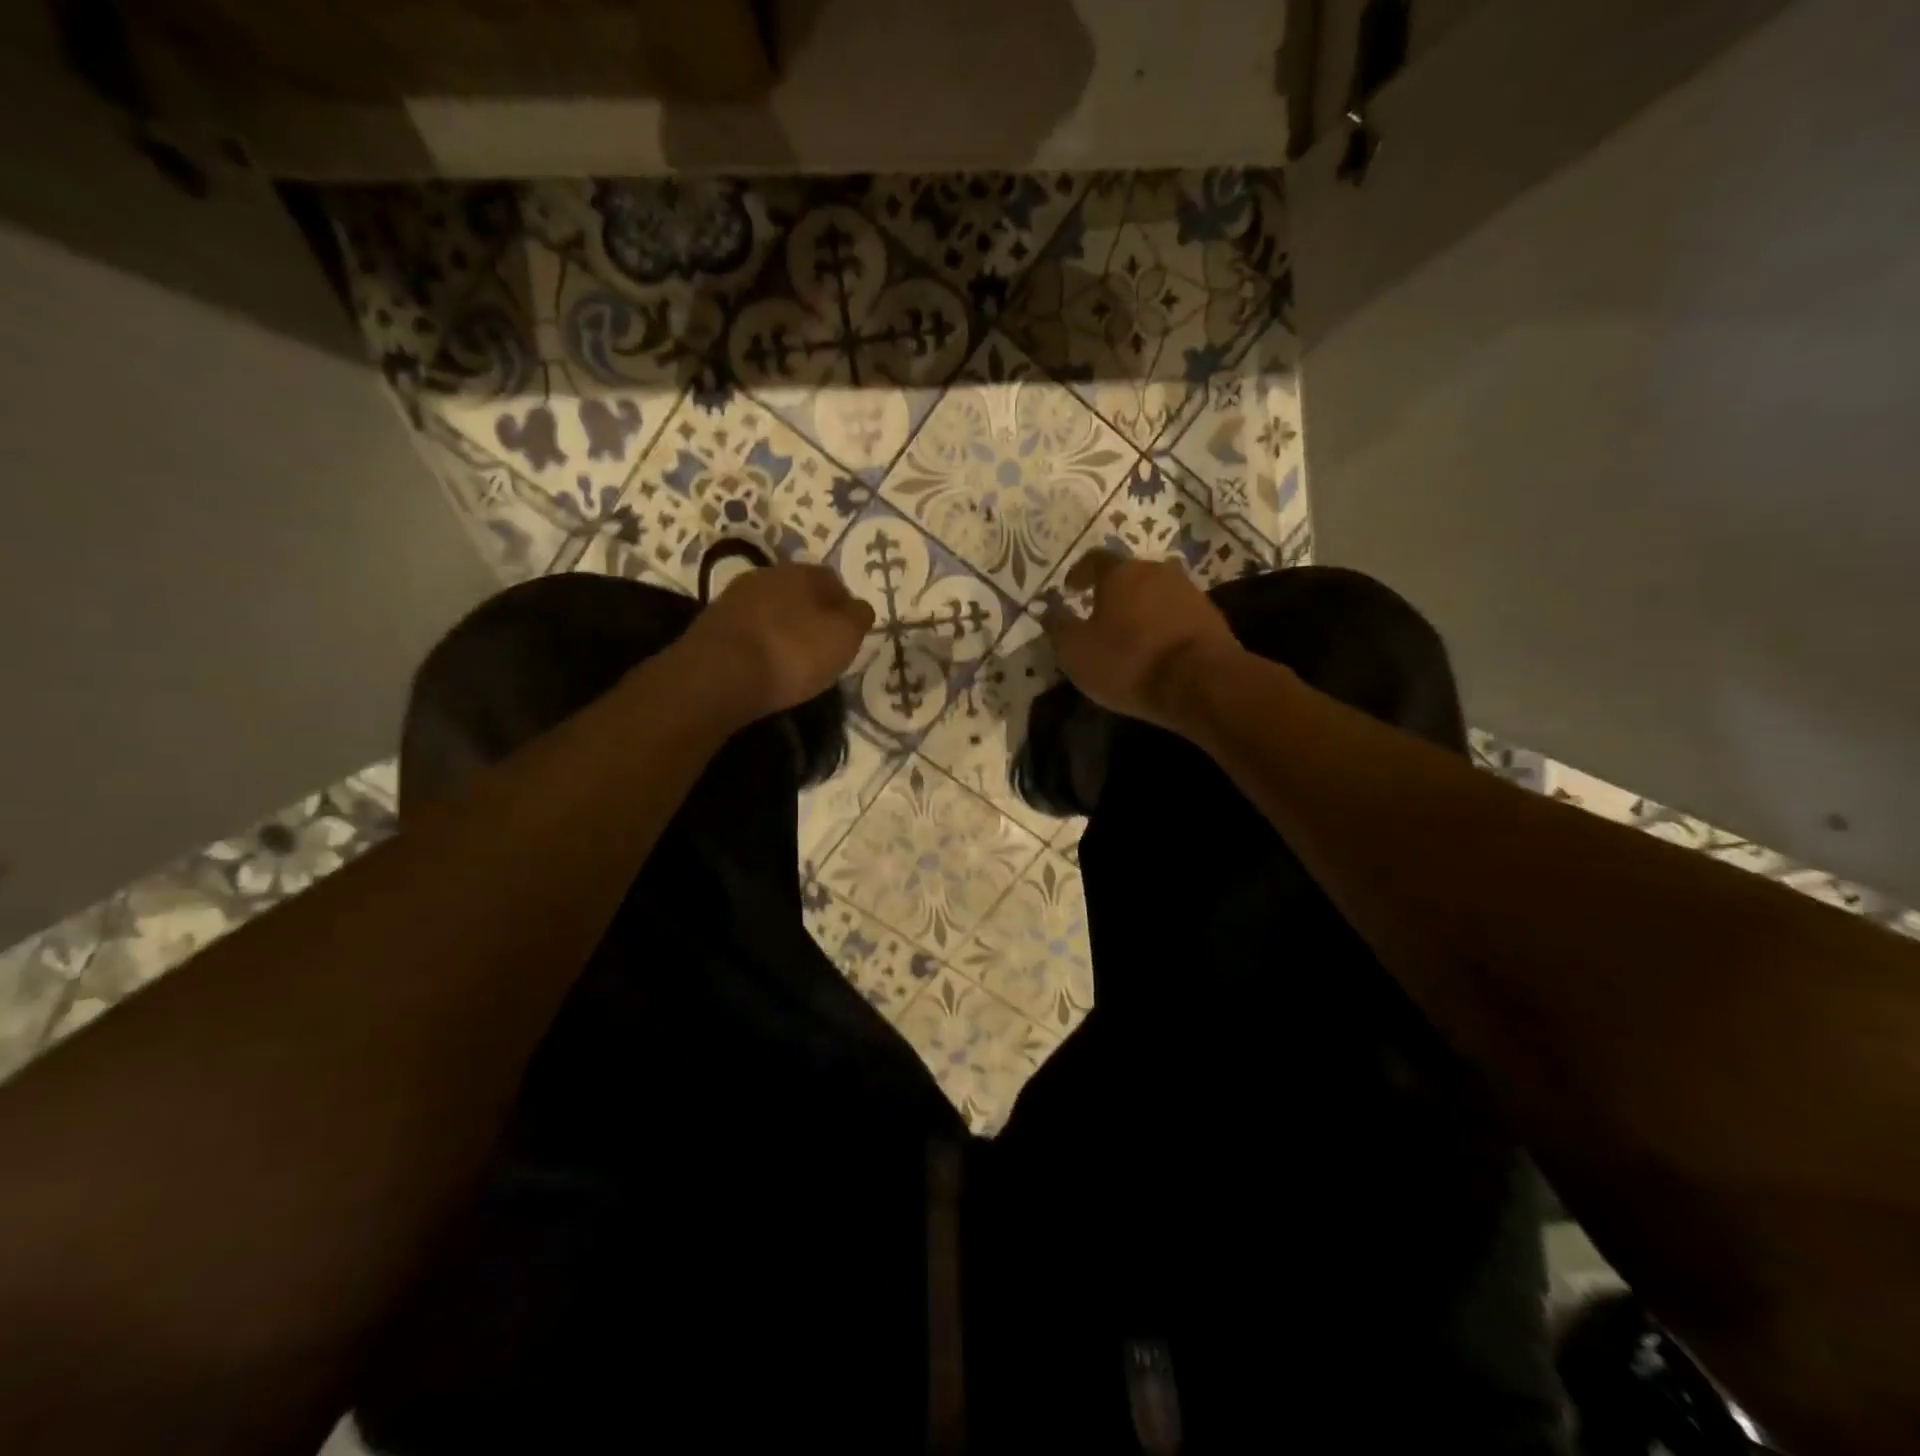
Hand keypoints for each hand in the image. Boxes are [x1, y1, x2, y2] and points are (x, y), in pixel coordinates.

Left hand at [672, 563, 874, 725]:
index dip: (844, 607)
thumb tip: (860, 608)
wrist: (719, 675)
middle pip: (799, 592)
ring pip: (772, 609)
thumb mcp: (843, 637)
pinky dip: (761, 642)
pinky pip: (749, 629)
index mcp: (802, 572)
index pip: (833, 581)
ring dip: (784, 628)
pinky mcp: (712, 624)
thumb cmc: (792, 653)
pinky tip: (764, 664)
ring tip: (793, 659)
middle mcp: (767, 575)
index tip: (848, 634)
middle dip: (812, 615)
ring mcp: (735, 598)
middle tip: (821, 646)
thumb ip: (858, 617)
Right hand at [1043, 550, 1243, 730]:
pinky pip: (1177, 614)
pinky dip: (1163, 625)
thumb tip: (1047, 608)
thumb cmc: (1128, 661)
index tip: (1069, 590)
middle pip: (1129, 574)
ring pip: (1156, 593)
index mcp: (1120, 572)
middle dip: (1112, 591)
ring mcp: (1188, 591)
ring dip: (1141, 608)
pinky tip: (1156, 647)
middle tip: (1099, 613)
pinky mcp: (1211, 616)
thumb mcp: (1076, 650)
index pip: (1093, 559)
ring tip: (1129, 633)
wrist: (1200, 682)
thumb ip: (1058, 625)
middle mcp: (1157, 570)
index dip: (1079, 573)